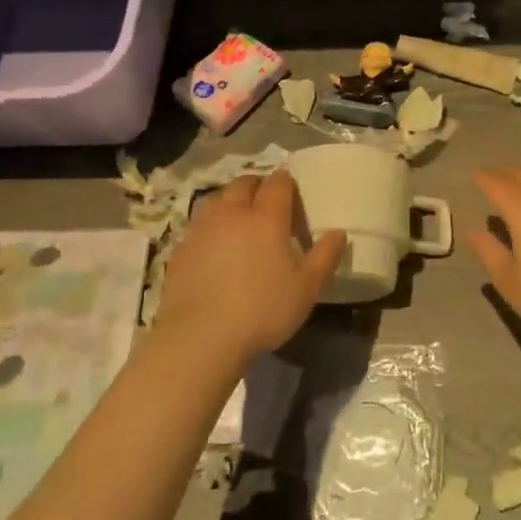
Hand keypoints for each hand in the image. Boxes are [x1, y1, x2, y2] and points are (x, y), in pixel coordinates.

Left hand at [155, 173, 345, 362]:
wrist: (200, 337)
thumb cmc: (263, 310)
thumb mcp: (307, 288)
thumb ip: (326, 256)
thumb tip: (339, 232)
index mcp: (267, 217)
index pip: (278, 183)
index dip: (287, 182)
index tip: (293, 194)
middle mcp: (233, 213)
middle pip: (244, 183)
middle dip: (258, 186)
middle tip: (268, 205)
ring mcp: (202, 228)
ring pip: (217, 199)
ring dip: (231, 201)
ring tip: (240, 221)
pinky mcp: (181, 248)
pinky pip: (199, 224)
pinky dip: (211, 226)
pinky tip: (215, 248)